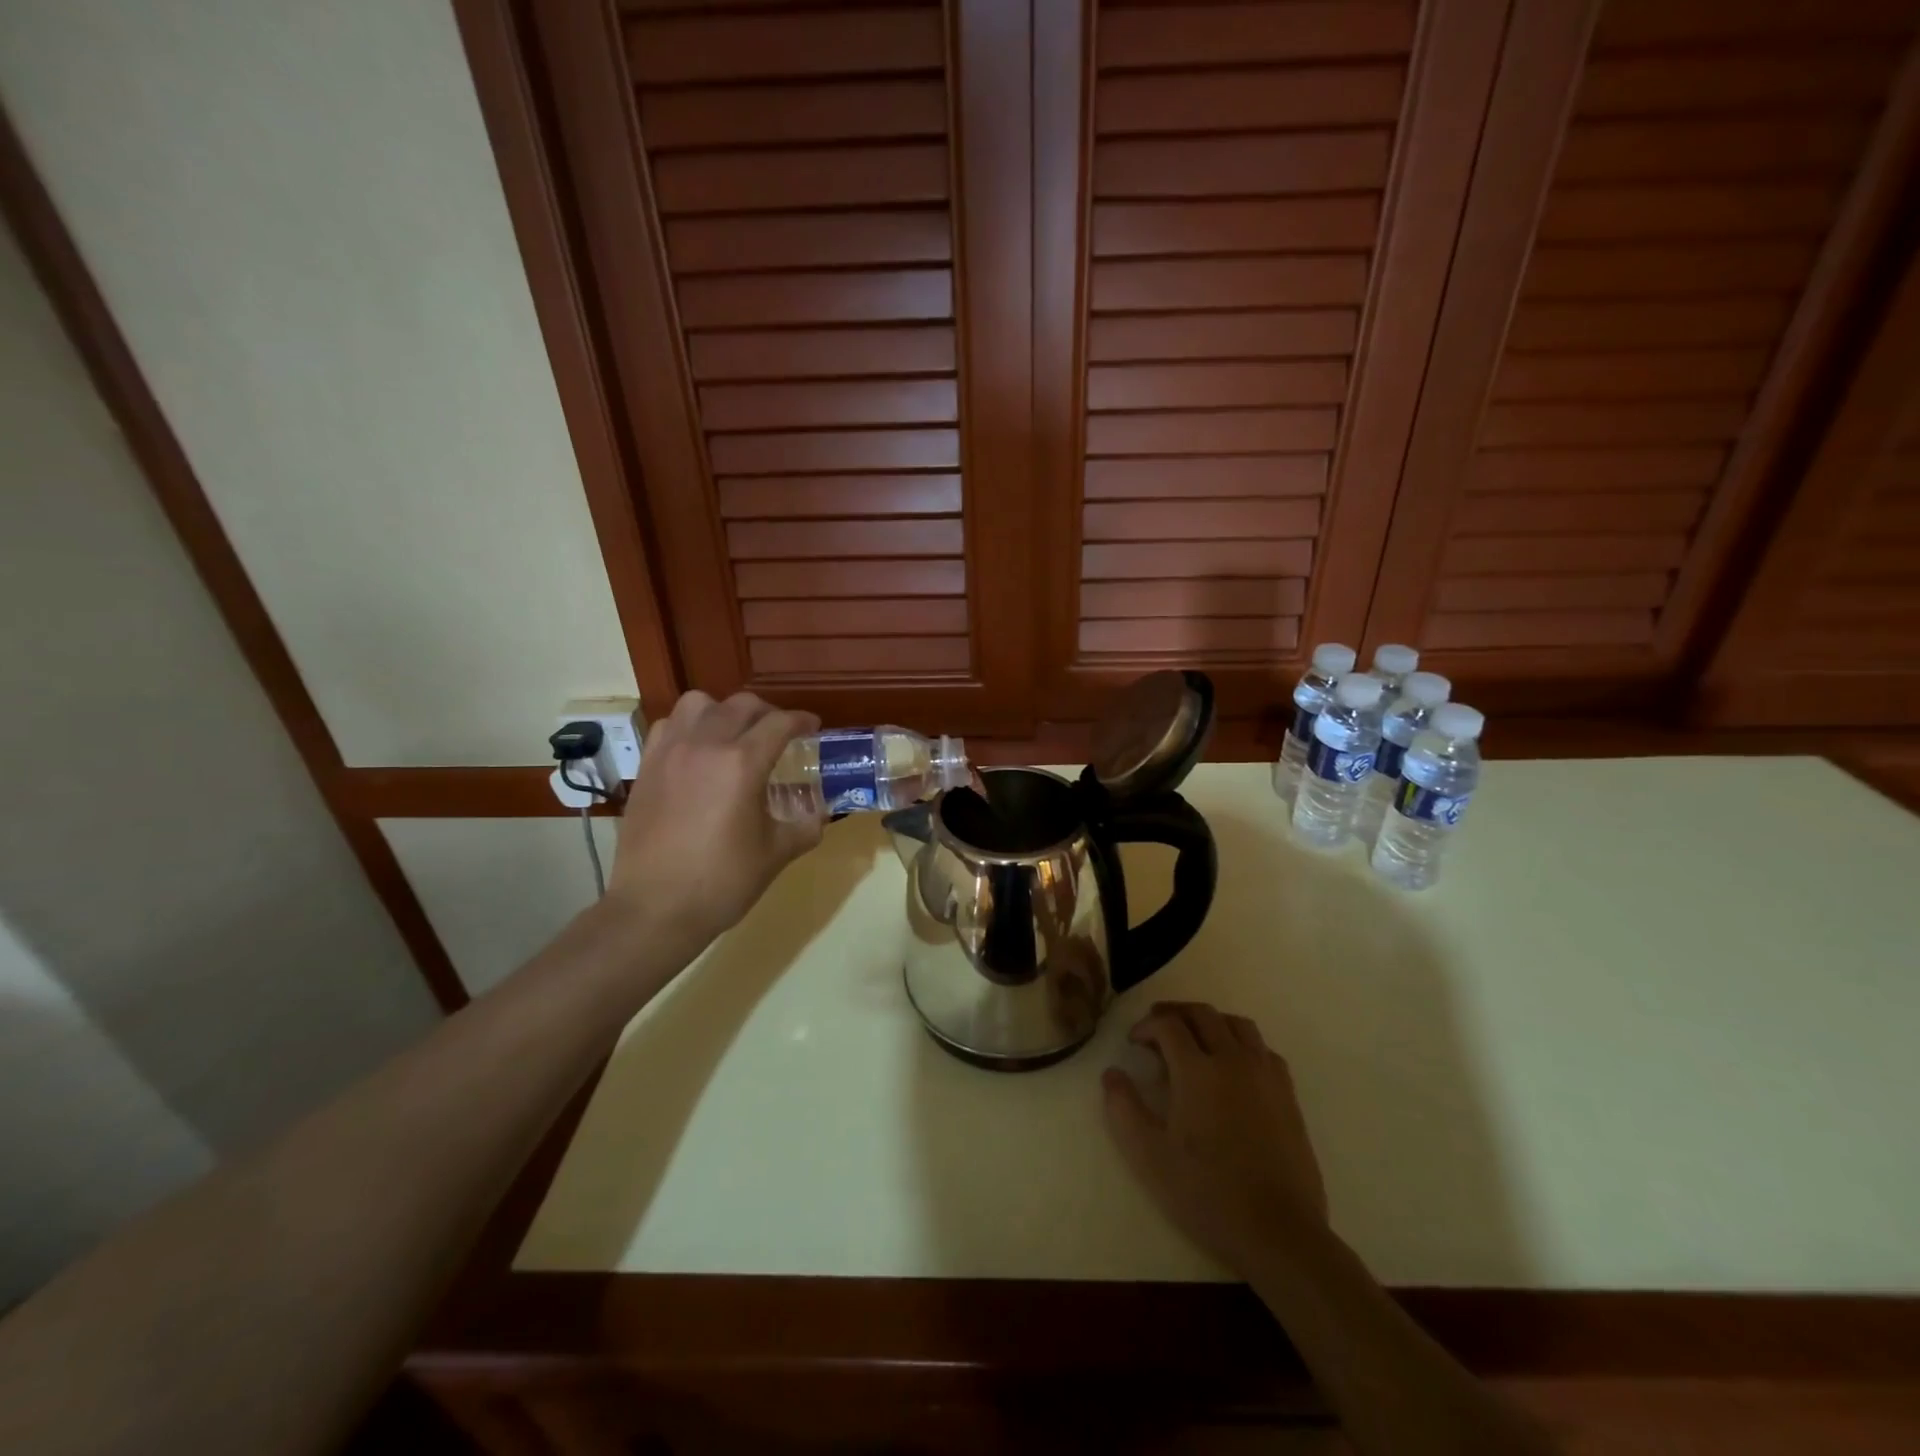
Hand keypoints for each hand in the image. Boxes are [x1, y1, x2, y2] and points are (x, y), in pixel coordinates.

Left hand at [605, 691, 822, 946]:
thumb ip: (805, 825)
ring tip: (734, 735)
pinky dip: (689, 727)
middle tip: (780, 733)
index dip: (802, 721)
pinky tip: (697, 752)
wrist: (655, 909)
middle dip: (768, 713)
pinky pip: (669, 726)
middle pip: (742, 705)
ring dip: (723, 711)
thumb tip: (820, 813)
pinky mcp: (647, 767)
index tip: (813, 728)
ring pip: (699, 704)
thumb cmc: (722, 882)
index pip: (780, 723)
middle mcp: (705, 745)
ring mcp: (670, 753)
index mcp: (742, 764)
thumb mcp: (776, 854)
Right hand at [1103, 1002, 1327, 1272]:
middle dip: (1175, 1013)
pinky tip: (1234, 1065)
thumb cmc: (1207, 1192)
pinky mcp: (1287, 1094)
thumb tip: (1112, 1074)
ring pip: (1237, 1024)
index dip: (1146, 1025)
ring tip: (1195, 1038)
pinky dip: (1242, 1043)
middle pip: (1203, 1014)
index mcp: (1197, 1070)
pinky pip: (1262, 1049)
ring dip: (1211, 1021)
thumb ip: (1123, 1109)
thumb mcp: (1150, 1156)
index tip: (1134, 1042)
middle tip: (1157, 1027)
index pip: (1169, 1025)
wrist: (1278, 1231)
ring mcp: (1265, 1074)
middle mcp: (1233, 1060)